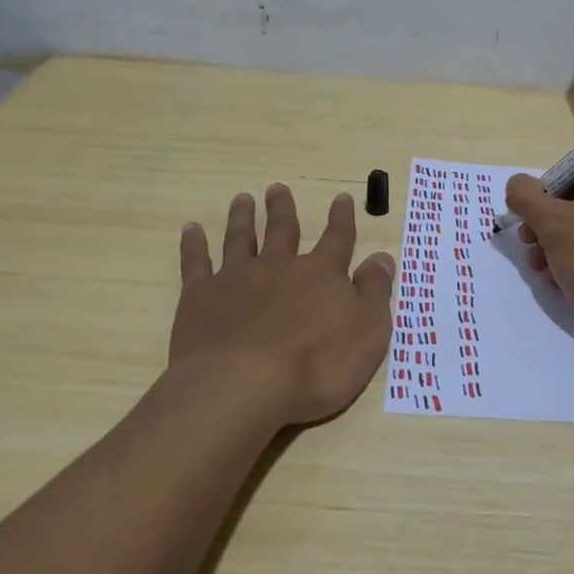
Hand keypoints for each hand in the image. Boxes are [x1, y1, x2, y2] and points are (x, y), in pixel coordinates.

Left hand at [172, 184, 396, 427]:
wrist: (243, 385)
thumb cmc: (316, 366)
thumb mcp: (367, 332)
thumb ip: (374, 292)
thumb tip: (382, 257)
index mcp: (321, 275)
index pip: (337, 239)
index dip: (342, 219)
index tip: (342, 197)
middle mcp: (279, 267)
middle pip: (283, 230)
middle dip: (282, 209)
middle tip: (277, 188)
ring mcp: (236, 279)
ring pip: (241, 239)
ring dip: (242, 217)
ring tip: (242, 199)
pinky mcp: (200, 297)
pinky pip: (197, 263)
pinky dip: (194, 244)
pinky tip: (191, 229)